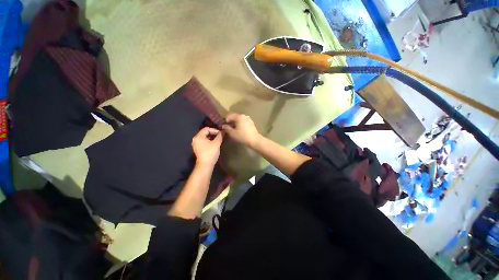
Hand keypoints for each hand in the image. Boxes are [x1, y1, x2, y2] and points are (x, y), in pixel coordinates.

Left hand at [192, 127, 222, 166]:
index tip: (221, 133)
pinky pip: (204, 142)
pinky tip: (214, 144)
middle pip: (205, 132)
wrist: (205, 165)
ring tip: (218, 140)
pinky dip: (209, 141)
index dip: (214, 130)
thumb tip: (223, 131)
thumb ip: (220, 136)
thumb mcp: (216, 143)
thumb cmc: (210, 153)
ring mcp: (196, 144)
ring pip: (205, 137)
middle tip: (220, 136)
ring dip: (212, 137)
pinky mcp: (198, 148)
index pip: (207, 129)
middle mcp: (196, 139)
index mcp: (198, 136)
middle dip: (213, 133)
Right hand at [222, 113, 260, 147]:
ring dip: (235, 123)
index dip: (224, 120)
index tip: (223, 126)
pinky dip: (239, 124)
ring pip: (239, 119)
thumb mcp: (232, 133)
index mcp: (239, 116)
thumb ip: (226, 128)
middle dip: (230, 121)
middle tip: (227, 128)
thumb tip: (223, 125)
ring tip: (233, 129)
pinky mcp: (251, 123)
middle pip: (234, 116)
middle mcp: (244, 115)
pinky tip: (239, 130)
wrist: (255, 140)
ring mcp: (248, 119)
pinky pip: (243, 121)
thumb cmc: (243, 136)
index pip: (229, 115)